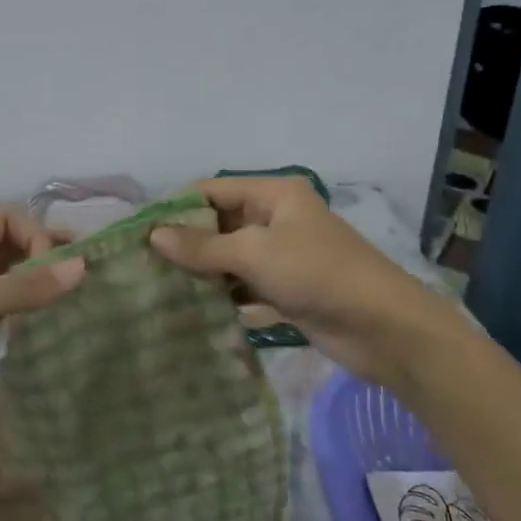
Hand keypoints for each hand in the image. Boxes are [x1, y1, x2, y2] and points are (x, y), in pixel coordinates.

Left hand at [0, 209, 84, 452]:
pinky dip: (20, 308)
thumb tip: (82, 267)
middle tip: (87, 272)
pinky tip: (44, 321)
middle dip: (43, 255)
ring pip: (3, 277)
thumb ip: (22, 288)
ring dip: (34, 283)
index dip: (36, 237)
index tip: (57, 271)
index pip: (4, 220)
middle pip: (6, 245)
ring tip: (74, 297)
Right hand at [150, 177, 462, 383]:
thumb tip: (153, 235)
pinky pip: (243, 287)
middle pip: (218, 225)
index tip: (136, 232)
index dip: (175, 208)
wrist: (385, 329)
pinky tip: (188, 311)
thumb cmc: (319, 274)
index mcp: (273, 195)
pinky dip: (220, 297)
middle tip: (140, 265)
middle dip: (183, 244)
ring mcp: (281, 257)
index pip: (211, 192)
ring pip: (228, 259)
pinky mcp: (285, 291)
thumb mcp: (256, 253)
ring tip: (154, 289)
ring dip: (199, 273)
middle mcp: (275, 220)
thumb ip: (203, 246)